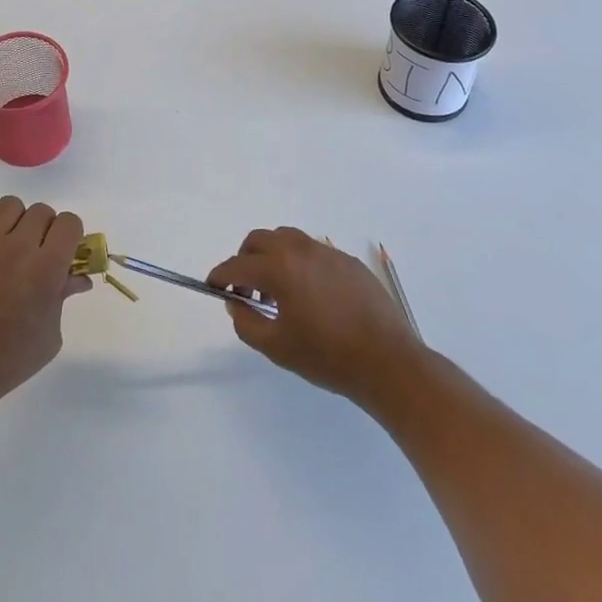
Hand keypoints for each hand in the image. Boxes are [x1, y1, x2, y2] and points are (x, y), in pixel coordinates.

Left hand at [0, 196, 90, 418]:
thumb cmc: (7, 362)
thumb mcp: (49, 336)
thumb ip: (63, 297)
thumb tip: (77, 277)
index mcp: (46, 268)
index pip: (69, 223)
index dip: (72, 235)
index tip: (67, 252)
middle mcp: (17, 247)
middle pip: (42, 212)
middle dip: (47, 230)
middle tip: (39, 254)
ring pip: (11, 206)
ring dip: (18, 223)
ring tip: (12, 248)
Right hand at [207, 227, 424, 409]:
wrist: (388, 362)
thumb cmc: (327, 356)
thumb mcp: (277, 347)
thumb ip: (246, 322)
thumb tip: (235, 303)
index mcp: (280, 268)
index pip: (238, 265)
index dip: (220, 276)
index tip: (213, 287)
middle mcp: (301, 250)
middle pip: (260, 240)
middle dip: (245, 259)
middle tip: (245, 289)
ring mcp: (327, 253)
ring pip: (287, 240)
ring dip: (272, 257)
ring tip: (277, 290)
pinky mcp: (348, 261)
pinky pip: (313, 252)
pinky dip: (299, 264)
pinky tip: (310, 295)